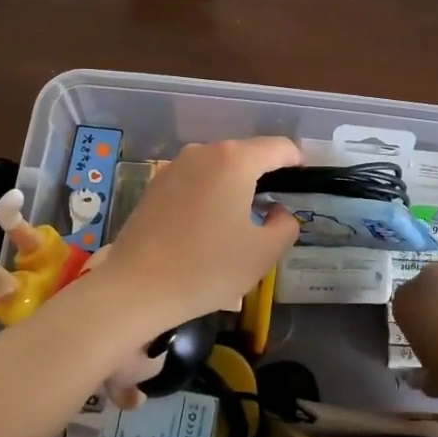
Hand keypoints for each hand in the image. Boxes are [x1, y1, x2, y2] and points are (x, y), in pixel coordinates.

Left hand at [102, 137, 302, 331]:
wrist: (135, 289)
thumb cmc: (207, 268)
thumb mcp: (263, 253)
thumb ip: (285, 225)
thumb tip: (277, 211)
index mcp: (235, 160)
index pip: (280, 148)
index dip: (297, 165)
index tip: (302, 188)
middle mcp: (204, 152)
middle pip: (247, 153)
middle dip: (265, 176)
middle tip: (275, 211)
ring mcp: (175, 166)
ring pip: (219, 166)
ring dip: (235, 185)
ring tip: (241, 221)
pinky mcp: (155, 185)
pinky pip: (195, 180)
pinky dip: (210, 194)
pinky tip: (208, 226)